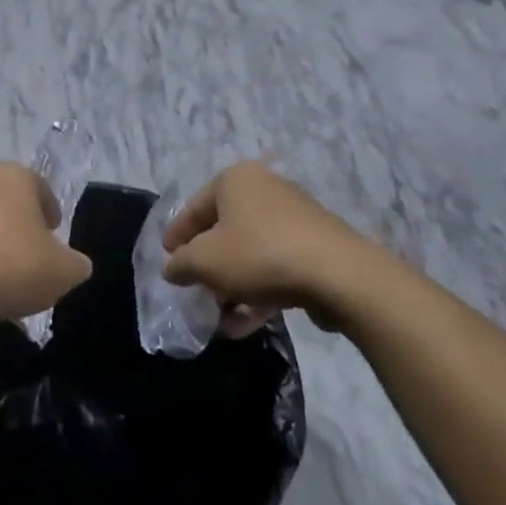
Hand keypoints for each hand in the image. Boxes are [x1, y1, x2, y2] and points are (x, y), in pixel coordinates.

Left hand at [0, 163, 92, 323]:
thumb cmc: (10, 264)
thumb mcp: (63, 271)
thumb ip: (75, 264)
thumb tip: (73, 263)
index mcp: (13, 176)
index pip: (40, 188)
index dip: (51, 212)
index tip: (55, 236)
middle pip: (8, 203)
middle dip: (20, 228)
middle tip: (33, 258)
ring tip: (4, 280)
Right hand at [162, 161, 397, 337]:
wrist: (339, 276)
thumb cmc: (258, 255)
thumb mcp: (203, 261)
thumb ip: (179, 264)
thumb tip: (173, 268)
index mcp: (235, 180)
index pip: (193, 208)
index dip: (175, 237)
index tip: (166, 261)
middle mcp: (265, 190)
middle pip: (223, 231)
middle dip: (207, 265)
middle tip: (193, 289)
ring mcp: (295, 218)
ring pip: (250, 253)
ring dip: (232, 286)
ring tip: (219, 317)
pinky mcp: (316, 247)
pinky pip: (276, 267)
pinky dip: (258, 292)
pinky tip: (245, 325)